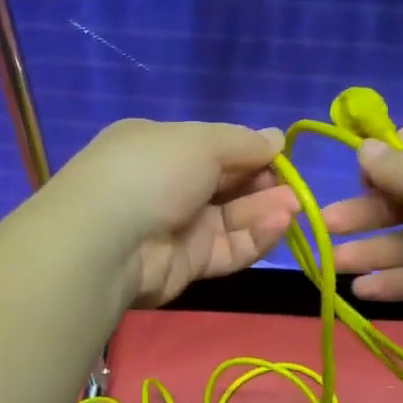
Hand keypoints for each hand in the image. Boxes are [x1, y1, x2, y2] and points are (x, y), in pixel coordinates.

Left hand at [46, 119, 299, 307]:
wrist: (107, 240)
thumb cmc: (153, 171)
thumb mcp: (201, 141)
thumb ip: (243, 143)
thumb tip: (277, 138)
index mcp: (161, 147)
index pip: (215, 148)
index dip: (251, 152)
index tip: (283, 157)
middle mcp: (168, 185)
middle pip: (228, 185)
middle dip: (264, 184)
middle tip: (294, 188)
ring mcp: (177, 227)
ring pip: (232, 219)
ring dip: (265, 211)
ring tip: (294, 207)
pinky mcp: (187, 264)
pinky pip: (228, 249)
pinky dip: (254, 237)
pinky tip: (279, 225)